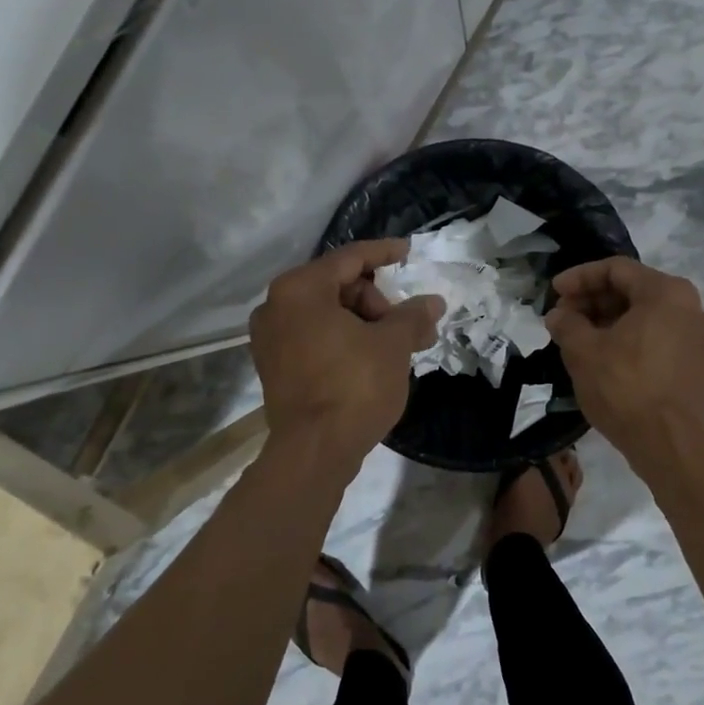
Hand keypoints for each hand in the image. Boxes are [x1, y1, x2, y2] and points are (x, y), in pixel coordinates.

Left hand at [250, 240, 443, 473]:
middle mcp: (276, 306)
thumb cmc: (354, 385)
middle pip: (338, 286)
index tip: (408, 253)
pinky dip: (344, 339)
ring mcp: (270, 339)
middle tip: (409, 323)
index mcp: (300, 289)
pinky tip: (373, 357)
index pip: (350, 258)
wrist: (314, 451)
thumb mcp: (393, 344)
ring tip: (400, 345)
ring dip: (366, 323)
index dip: (384, 253)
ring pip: (327, 314)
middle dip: (378, 300)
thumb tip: (433, 302)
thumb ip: (413, 315)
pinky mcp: (274, 367)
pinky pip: (315, 337)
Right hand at [543, 258, 703, 466]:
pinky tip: (601, 355)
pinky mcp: (694, 362)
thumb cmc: (626, 387)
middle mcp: (688, 306)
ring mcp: (695, 336)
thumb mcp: (584, 351)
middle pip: (632, 289)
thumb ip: (567, 324)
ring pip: (643, 314)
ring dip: (607, 320)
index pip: (615, 269)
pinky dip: (627, 337)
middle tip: (562, 317)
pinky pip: (655, 336)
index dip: (579, 277)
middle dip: (593, 300)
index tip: (554, 293)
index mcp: (666, 292)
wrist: (671, 444)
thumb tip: (559, 316)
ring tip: (576, 337)